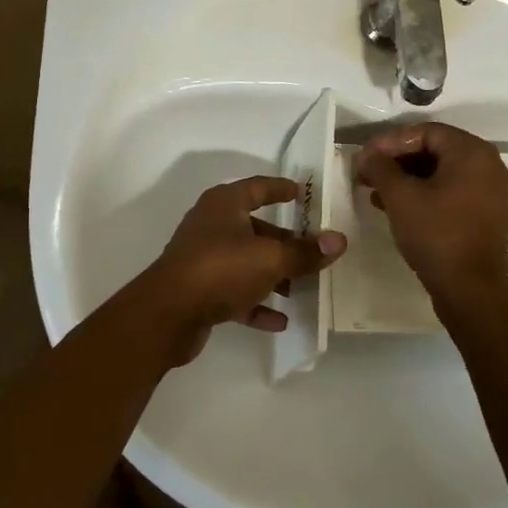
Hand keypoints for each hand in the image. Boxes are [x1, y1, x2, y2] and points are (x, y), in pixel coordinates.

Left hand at [152, 176, 346, 362]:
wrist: (167, 314)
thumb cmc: (221, 269)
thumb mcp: (271, 259)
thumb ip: (305, 252)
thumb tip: (339, 240)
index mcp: (224, 205)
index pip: (258, 187)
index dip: (280, 189)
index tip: (301, 193)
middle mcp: (211, 226)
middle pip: (255, 229)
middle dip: (284, 242)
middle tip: (313, 251)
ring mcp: (203, 259)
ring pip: (246, 262)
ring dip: (273, 275)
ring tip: (302, 288)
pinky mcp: (199, 291)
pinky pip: (235, 293)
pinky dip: (256, 303)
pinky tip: (281, 320)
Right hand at [354, 123, 507, 295]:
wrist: (471, 290)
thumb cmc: (436, 235)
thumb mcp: (400, 197)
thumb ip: (380, 167)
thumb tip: (366, 154)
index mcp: (472, 152)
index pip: (426, 131)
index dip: (391, 141)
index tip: (366, 157)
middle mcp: (489, 165)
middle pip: (436, 149)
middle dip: (398, 160)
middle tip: (369, 173)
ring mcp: (492, 191)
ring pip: (443, 172)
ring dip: (409, 178)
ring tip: (377, 193)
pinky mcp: (488, 214)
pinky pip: (454, 190)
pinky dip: (427, 193)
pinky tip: (399, 208)